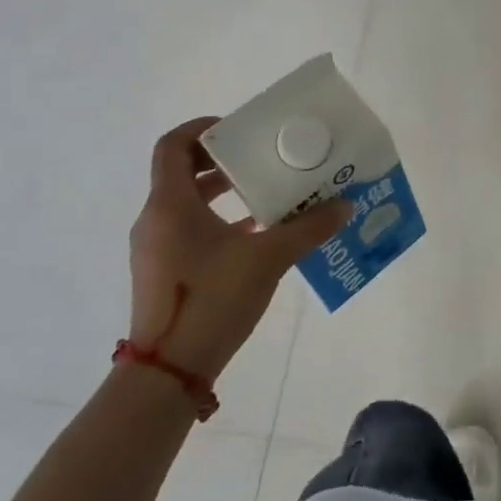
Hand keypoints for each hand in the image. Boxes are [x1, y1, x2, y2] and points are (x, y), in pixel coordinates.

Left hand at [128, 117, 349, 385]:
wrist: (168, 372)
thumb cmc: (212, 300)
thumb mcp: (268, 259)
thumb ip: (308, 229)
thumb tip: (345, 206)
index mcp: (170, 204)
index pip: (173, 145)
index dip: (203, 128)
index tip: (239, 130)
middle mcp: (156, 219)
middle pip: (181, 172)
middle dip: (223, 161)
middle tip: (262, 159)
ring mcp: (155, 248)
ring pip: (187, 203)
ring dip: (223, 193)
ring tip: (266, 194)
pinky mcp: (162, 273)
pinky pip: (189, 230)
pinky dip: (219, 222)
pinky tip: (256, 236)